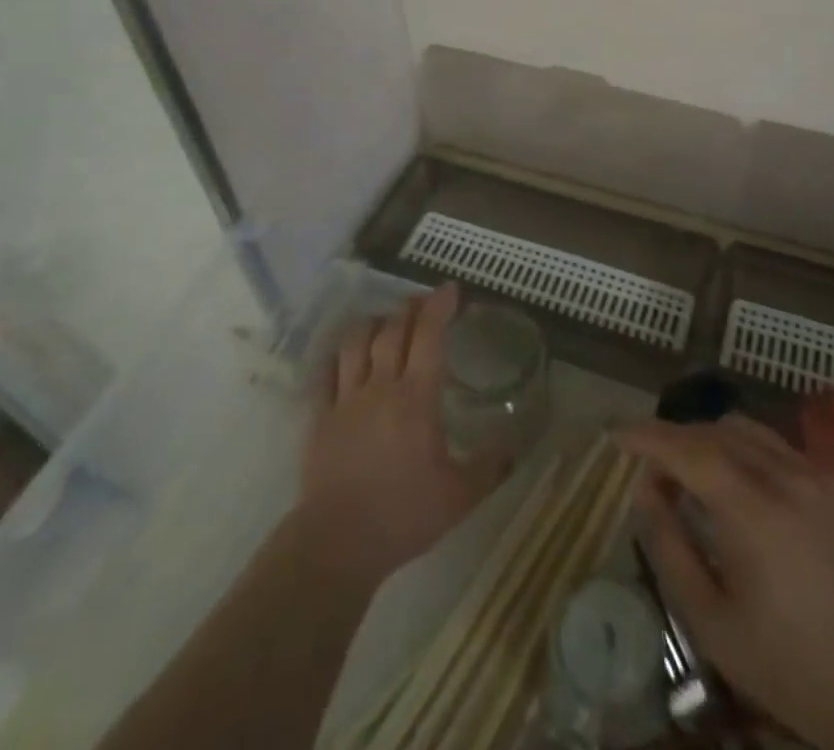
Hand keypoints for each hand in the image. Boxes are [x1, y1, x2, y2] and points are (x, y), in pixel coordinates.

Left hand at [298, 285, 505, 583]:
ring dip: (373, 324)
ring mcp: (345, 399)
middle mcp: (380, 386)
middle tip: (423, 301)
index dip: (440, 306)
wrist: (337, 544)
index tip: (451, 290)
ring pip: (355, 342)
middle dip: (410, 308)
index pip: (430, 336)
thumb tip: (514, 448)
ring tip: (385, 322)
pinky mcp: (319, 416)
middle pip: (392, 330)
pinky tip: (347, 356)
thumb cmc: (403, 516)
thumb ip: (489, 467)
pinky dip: (339, 356)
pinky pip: (326, 372)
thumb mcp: (460, 497)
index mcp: (417, 398)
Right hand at [618, 415, 833, 749]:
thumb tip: (644, 488)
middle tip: (652, 470)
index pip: (687, 448)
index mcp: (754, 511)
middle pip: (716, 431)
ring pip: (749, 430)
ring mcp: (821, 476)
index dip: (647, 435)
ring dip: (711, 439)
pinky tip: (742, 484)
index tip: (617, 434)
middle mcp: (789, 477)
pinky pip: (781, 447)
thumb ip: (668, 545)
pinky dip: (748, 451)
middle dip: (676, 440)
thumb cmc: (787, 667)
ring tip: (693, 472)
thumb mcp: (710, 621)